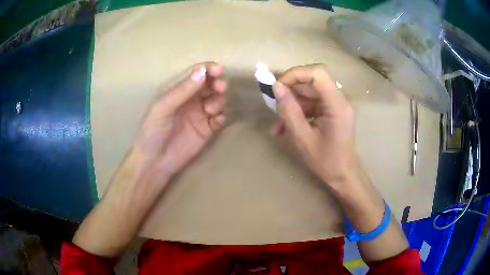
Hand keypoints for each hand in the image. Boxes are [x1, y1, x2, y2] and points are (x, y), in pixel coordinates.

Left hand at [133, 62, 226, 179]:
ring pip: (218, 99)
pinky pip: (221, 118)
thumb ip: (182, 90)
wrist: (155, 163)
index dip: (208, 69)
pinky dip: (223, 116)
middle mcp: (190, 100)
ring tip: (210, 111)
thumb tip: (202, 71)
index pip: (196, 74)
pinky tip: (217, 121)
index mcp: (177, 91)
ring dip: (220, 100)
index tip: (219, 71)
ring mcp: (200, 114)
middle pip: (210, 84)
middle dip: (218, 83)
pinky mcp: (208, 129)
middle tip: (221, 88)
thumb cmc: (152, 132)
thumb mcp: (163, 108)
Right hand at [272, 64, 357, 186]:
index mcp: (337, 105)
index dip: (295, 74)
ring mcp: (335, 105)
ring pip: (309, 93)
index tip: (277, 87)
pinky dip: (298, 112)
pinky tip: (286, 126)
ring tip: (278, 124)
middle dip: (290, 91)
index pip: (317, 74)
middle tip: (273, 104)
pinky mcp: (331, 110)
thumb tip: (276, 88)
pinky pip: (311, 103)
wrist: (343, 175)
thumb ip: (289, 111)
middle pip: (311, 81)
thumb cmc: (326, 162)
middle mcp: (339, 99)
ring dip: (291, 104)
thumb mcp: (303, 139)